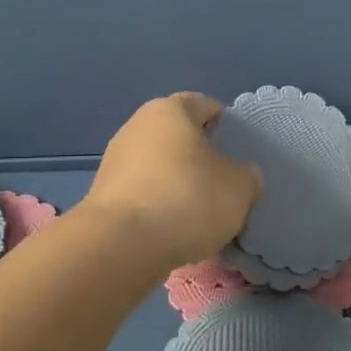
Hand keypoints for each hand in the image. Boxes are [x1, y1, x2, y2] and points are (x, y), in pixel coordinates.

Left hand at [80, 93, 262, 268]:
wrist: (123, 244)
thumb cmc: (188, 198)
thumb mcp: (240, 187)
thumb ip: (246, 175)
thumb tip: (240, 175)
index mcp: (170, 110)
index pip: (205, 106)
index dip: (226, 125)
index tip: (240, 151)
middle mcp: (137, 126)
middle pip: (179, 137)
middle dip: (201, 157)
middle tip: (224, 183)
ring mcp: (115, 160)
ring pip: (160, 167)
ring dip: (179, 184)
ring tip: (201, 214)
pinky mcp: (104, 195)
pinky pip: (144, 193)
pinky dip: (159, 206)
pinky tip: (174, 229)